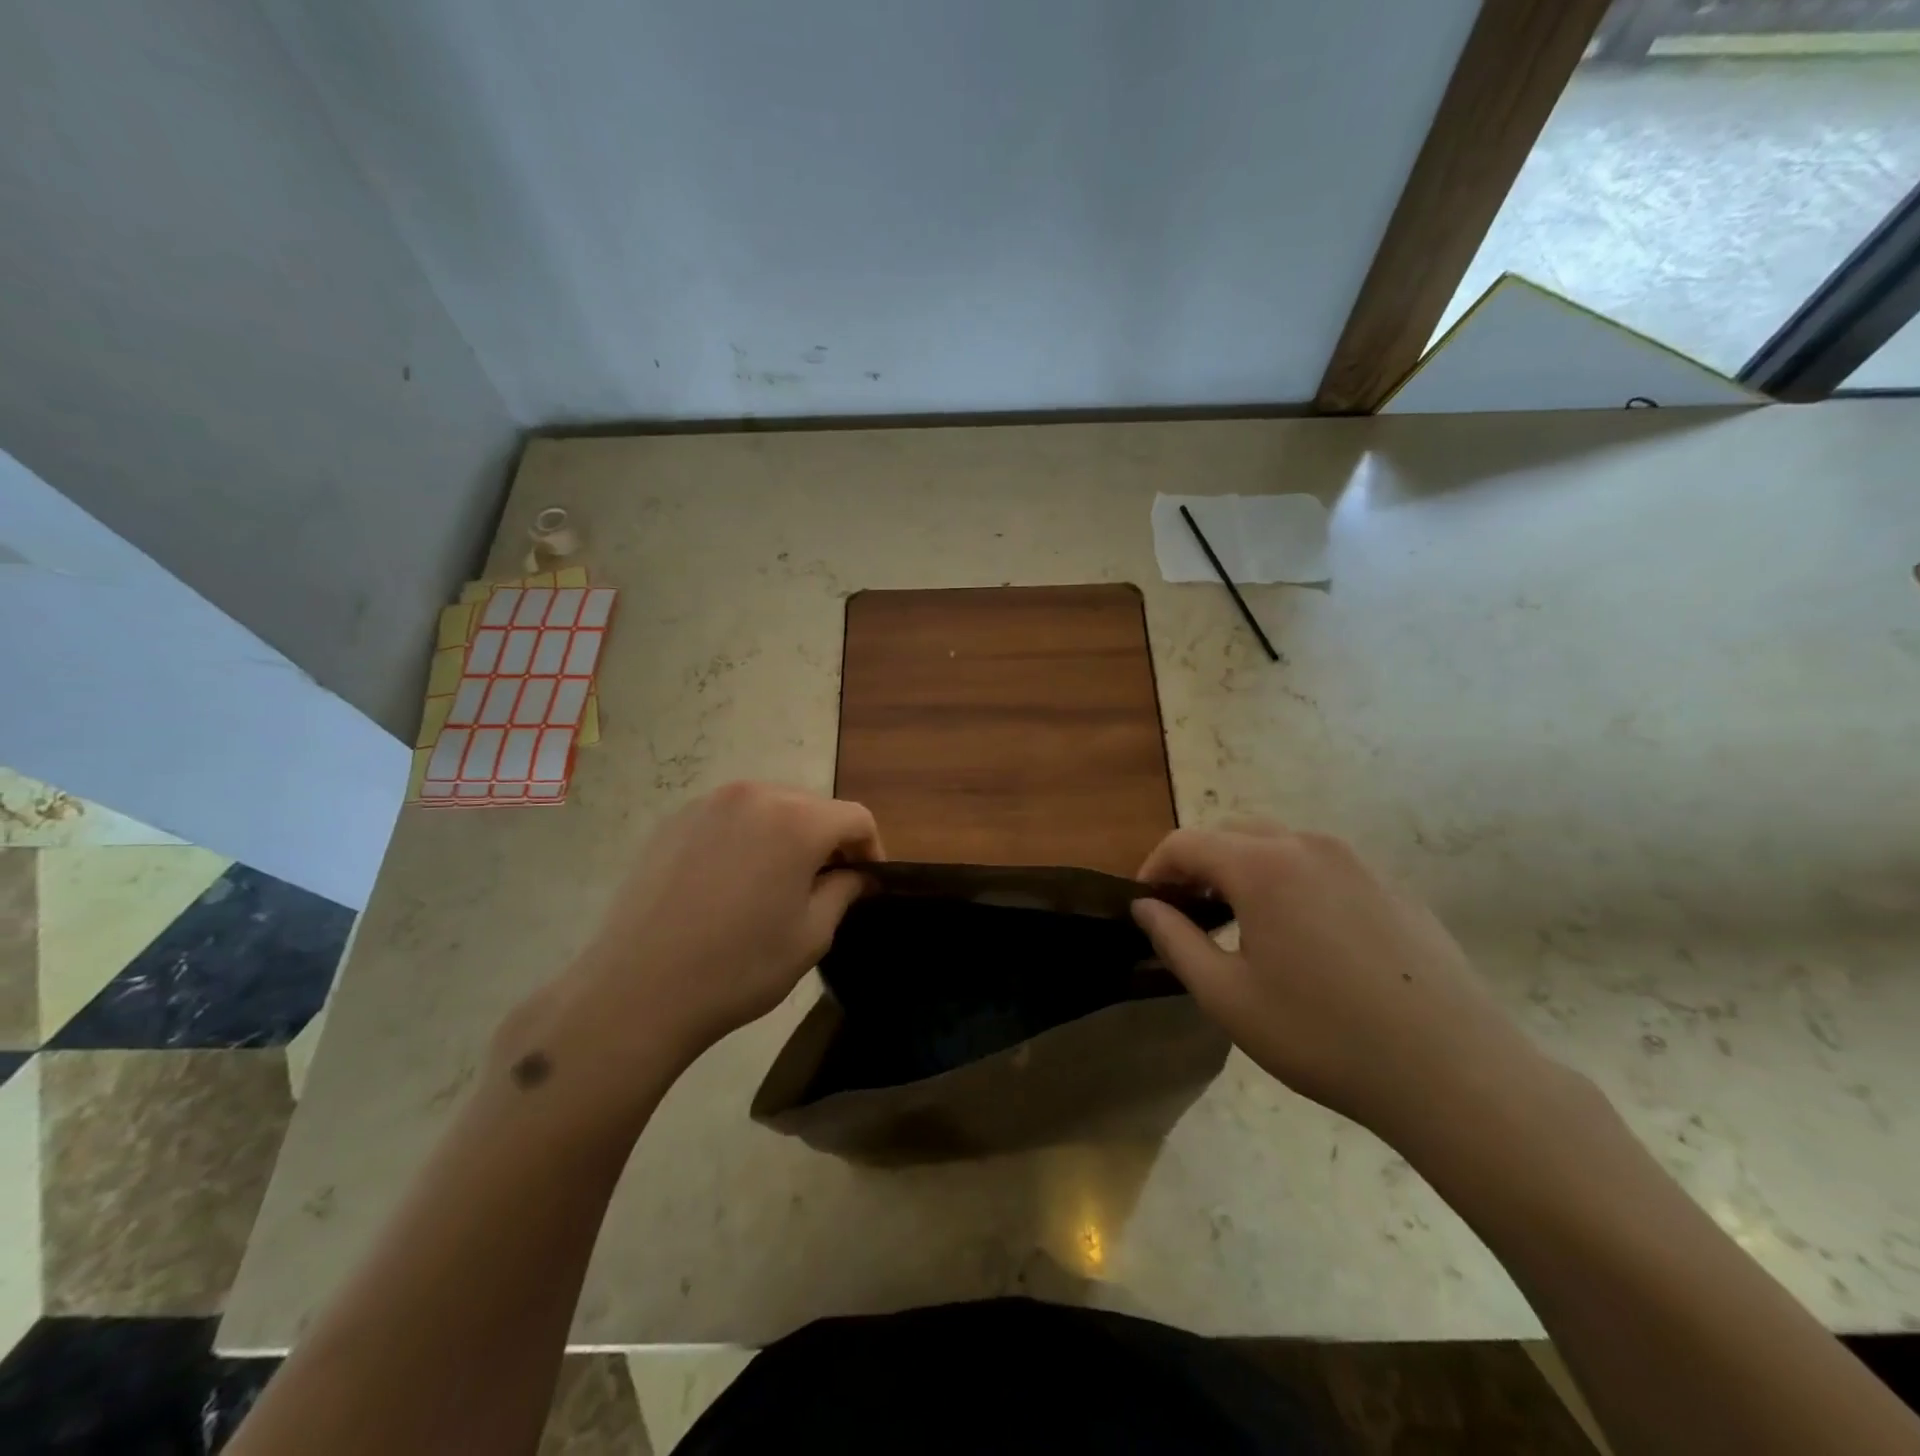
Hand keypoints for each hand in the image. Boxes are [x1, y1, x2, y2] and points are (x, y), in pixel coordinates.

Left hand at [498, 783, 881, 1117]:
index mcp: (797, 820)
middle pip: (812, 807)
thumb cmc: (738, 967)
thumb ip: (844, 892)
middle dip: (828, 841)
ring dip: (787, 836)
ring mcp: (709, 804)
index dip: (871, 848)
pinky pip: (730, 818)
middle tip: (826, 885)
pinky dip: (747, 838)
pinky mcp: (675, 821)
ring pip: (770, 807)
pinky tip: (732, 882)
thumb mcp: (810, 935)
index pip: (855, 817)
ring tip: (777, 882)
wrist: (636, 990)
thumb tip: (858, 875)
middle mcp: (755, 795)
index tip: (868, 882)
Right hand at [1132, 819, 1545, 1140]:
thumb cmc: (1322, 1035)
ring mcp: (1356, 862)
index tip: (1146, 904)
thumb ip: (1175, 941)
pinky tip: (1305, 939)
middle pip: (1232, 832)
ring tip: (1242, 923)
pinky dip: (1291, 882)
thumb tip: (1145, 907)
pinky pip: (1322, 867)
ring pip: (1279, 844)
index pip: (1186, 842)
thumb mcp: (1227, 997)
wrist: (1454, 1072)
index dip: (1155, 868)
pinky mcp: (1391, 886)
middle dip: (1199, 863)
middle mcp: (1307, 845)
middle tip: (1188, 912)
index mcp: (1262, 865)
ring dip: (1245, 869)